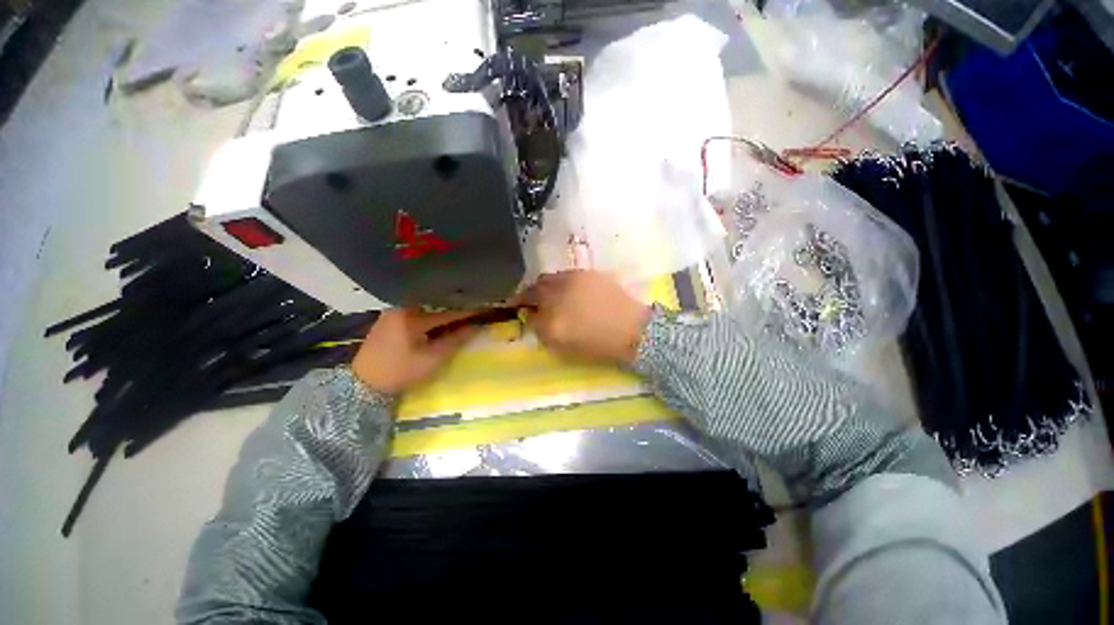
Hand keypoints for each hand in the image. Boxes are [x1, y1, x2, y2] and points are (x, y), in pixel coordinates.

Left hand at [352, 309, 477, 394]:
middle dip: (456, 307)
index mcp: (412, 316)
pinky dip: (431, 314)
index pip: (447, 311)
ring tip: (462, 312)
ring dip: (443, 310)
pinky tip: (441, 319)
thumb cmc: (400, 372)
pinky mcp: (389, 318)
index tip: (485, 308)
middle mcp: (402, 307)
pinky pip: (417, 311)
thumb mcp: (432, 359)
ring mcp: (393, 311)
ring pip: (427, 307)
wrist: (363, 384)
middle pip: (436, 305)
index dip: (468, 311)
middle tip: (475, 308)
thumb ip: (456, 340)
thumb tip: (477, 327)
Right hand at [522, 271, 651, 363]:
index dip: (519, 308)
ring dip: (543, 286)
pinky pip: (565, 274)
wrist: (632, 330)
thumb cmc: (598, 345)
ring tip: (548, 293)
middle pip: (534, 289)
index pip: (526, 310)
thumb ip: (542, 331)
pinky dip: (560, 281)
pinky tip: (567, 289)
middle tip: (529, 299)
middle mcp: (559, 297)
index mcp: (553, 322)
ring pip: (548, 278)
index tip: (519, 309)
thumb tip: (530, 316)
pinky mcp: (587, 273)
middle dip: (528, 293)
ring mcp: (573, 281)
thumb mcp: (564, 348)